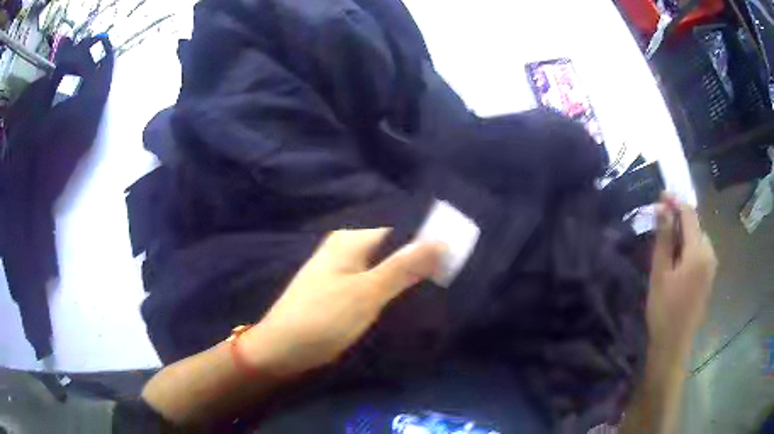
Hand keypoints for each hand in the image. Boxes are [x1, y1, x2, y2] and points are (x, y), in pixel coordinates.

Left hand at [241, 228, 444, 377]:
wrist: (282, 349)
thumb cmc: (323, 318)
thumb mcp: (367, 293)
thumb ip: (404, 266)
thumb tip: (442, 241)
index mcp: (351, 240)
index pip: (400, 231)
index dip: (427, 243)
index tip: (455, 259)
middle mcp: (345, 249)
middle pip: (392, 250)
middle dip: (417, 263)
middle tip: (449, 279)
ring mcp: (340, 271)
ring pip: (383, 269)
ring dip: (405, 280)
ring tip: (435, 292)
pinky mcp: (339, 292)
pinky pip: (372, 284)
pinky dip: (389, 292)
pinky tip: (406, 304)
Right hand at [647, 194, 716, 362]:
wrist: (674, 344)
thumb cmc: (664, 309)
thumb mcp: (660, 272)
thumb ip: (664, 237)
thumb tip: (662, 206)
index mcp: (698, 251)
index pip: (689, 214)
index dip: (675, 201)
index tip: (661, 195)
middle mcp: (710, 253)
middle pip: (696, 225)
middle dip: (679, 220)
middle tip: (660, 226)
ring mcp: (712, 266)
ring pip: (698, 239)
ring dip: (684, 235)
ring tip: (667, 245)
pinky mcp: (709, 277)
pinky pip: (701, 252)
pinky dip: (689, 248)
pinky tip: (678, 261)